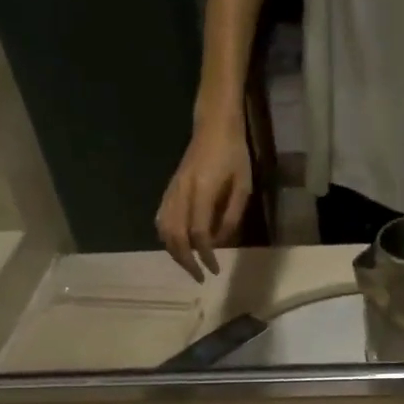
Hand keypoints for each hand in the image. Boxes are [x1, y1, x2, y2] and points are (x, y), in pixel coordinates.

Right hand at [158, 117, 252, 279]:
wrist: (214, 126)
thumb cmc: (234, 155)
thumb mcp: (243, 186)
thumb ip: (232, 216)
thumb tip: (221, 243)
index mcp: (202, 191)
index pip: (198, 232)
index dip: (205, 255)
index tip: (214, 269)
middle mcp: (182, 192)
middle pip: (175, 236)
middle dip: (186, 261)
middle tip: (199, 277)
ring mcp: (172, 190)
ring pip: (163, 229)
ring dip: (174, 252)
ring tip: (189, 265)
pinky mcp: (169, 189)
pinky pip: (160, 218)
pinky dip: (167, 237)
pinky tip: (177, 247)